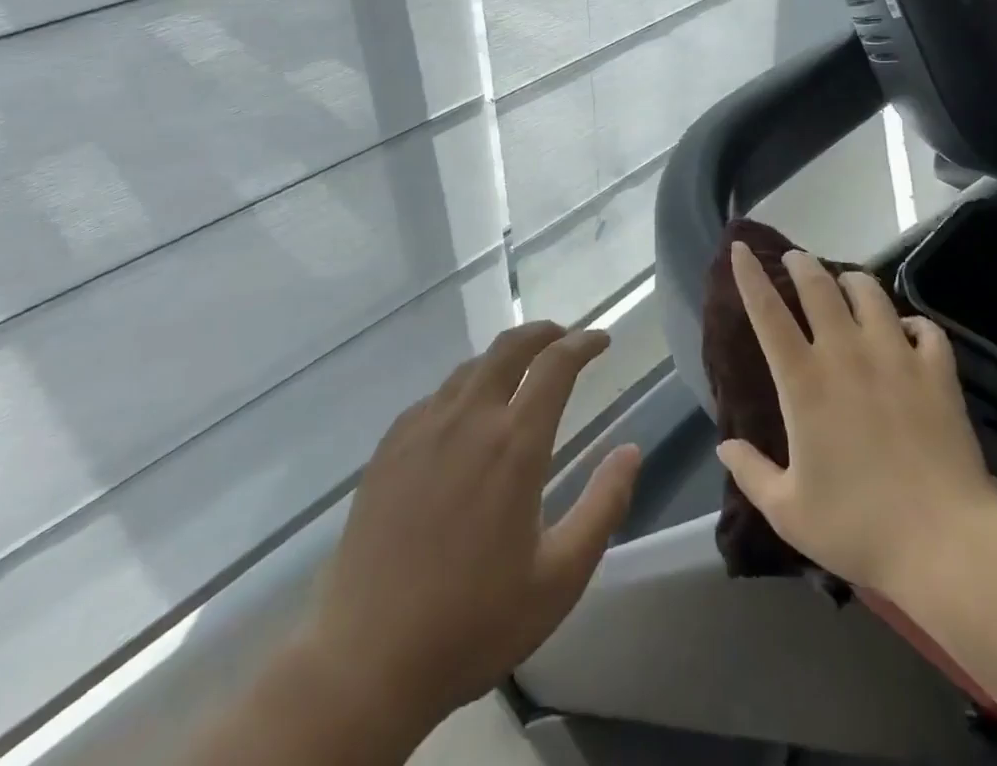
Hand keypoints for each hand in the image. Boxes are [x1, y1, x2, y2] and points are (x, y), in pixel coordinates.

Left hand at [305, 323, 641, 739]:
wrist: (365, 663)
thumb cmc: (474, 622)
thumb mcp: (560, 578)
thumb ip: (603, 506)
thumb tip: (631, 450)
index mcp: (515, 444)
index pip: (556, 366)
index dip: (583, 343)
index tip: (601, 340)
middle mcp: (469, 419)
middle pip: (509, 347)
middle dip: (543, 332)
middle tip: (563, 338)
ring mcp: (422, 430)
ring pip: (470, 368)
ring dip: (503, 358)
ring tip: (519, 372)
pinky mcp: (388, 449)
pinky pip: (434, 397)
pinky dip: (463, 388)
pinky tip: (463, 415)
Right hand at [717, 244, 996, 602]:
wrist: (944, 544)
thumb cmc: (858, 528)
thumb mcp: (789, 512)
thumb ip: (751, 473)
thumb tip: (724, 446)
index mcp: (804, 382)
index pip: (767, 313)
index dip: (750, 276)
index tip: (740, 249)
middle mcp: (846, 355)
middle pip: (819, 287)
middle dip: (802, 264)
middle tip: (795, 259)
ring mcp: (896, 357)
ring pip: (870, 294)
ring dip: (852, 280)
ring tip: (846, 281)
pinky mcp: (937, 372)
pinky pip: (925, 328)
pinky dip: (913, 322)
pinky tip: (908, 330)